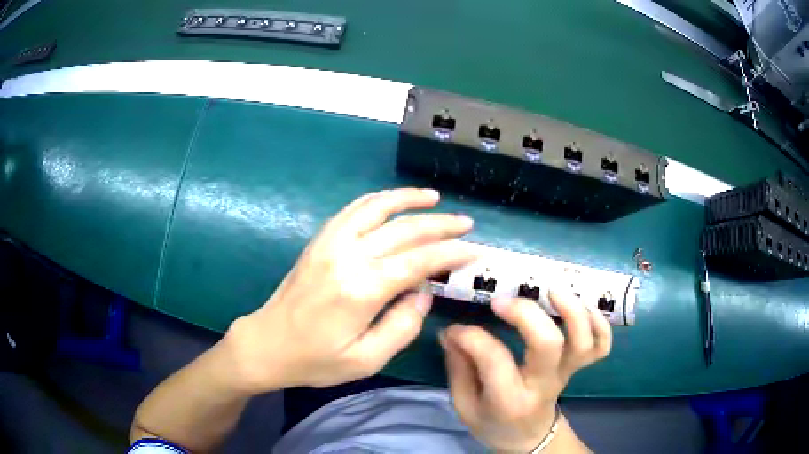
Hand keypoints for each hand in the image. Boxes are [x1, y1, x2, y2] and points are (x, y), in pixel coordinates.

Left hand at [226, 188, 475, 391]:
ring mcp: (330, 243)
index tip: (475, 250)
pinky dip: (378, 200)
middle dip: (440, 225)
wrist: (267, 344)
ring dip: (408, 199)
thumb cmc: (316, 359)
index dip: (451, 253)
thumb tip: (423, 294)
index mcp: (361, 290)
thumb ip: (402, 327)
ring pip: (377, 208)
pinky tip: (393, 201)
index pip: (418, 261)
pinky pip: (352, 210)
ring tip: (434, 198)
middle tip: (466, 223)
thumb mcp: (366, 360)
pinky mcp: (320, 241)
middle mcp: (347, 256)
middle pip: (403, 230)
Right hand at [440, 291, 611, 452]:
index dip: (471, 337)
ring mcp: (566, 374)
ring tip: (551, 290)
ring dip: (572, 310)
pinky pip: (601, 346)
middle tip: (502, 302)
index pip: (494, 360)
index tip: (456, 329)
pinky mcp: (579, 367)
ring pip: (582, 341)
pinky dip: (600, 324)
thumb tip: (452, 332)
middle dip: (526, 314)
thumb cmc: (493, 422)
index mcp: (509, 400)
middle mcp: (543, 384)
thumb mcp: (465, 405)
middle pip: (548, 344)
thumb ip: (458, 369)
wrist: (529, 437)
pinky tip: (583, 307)